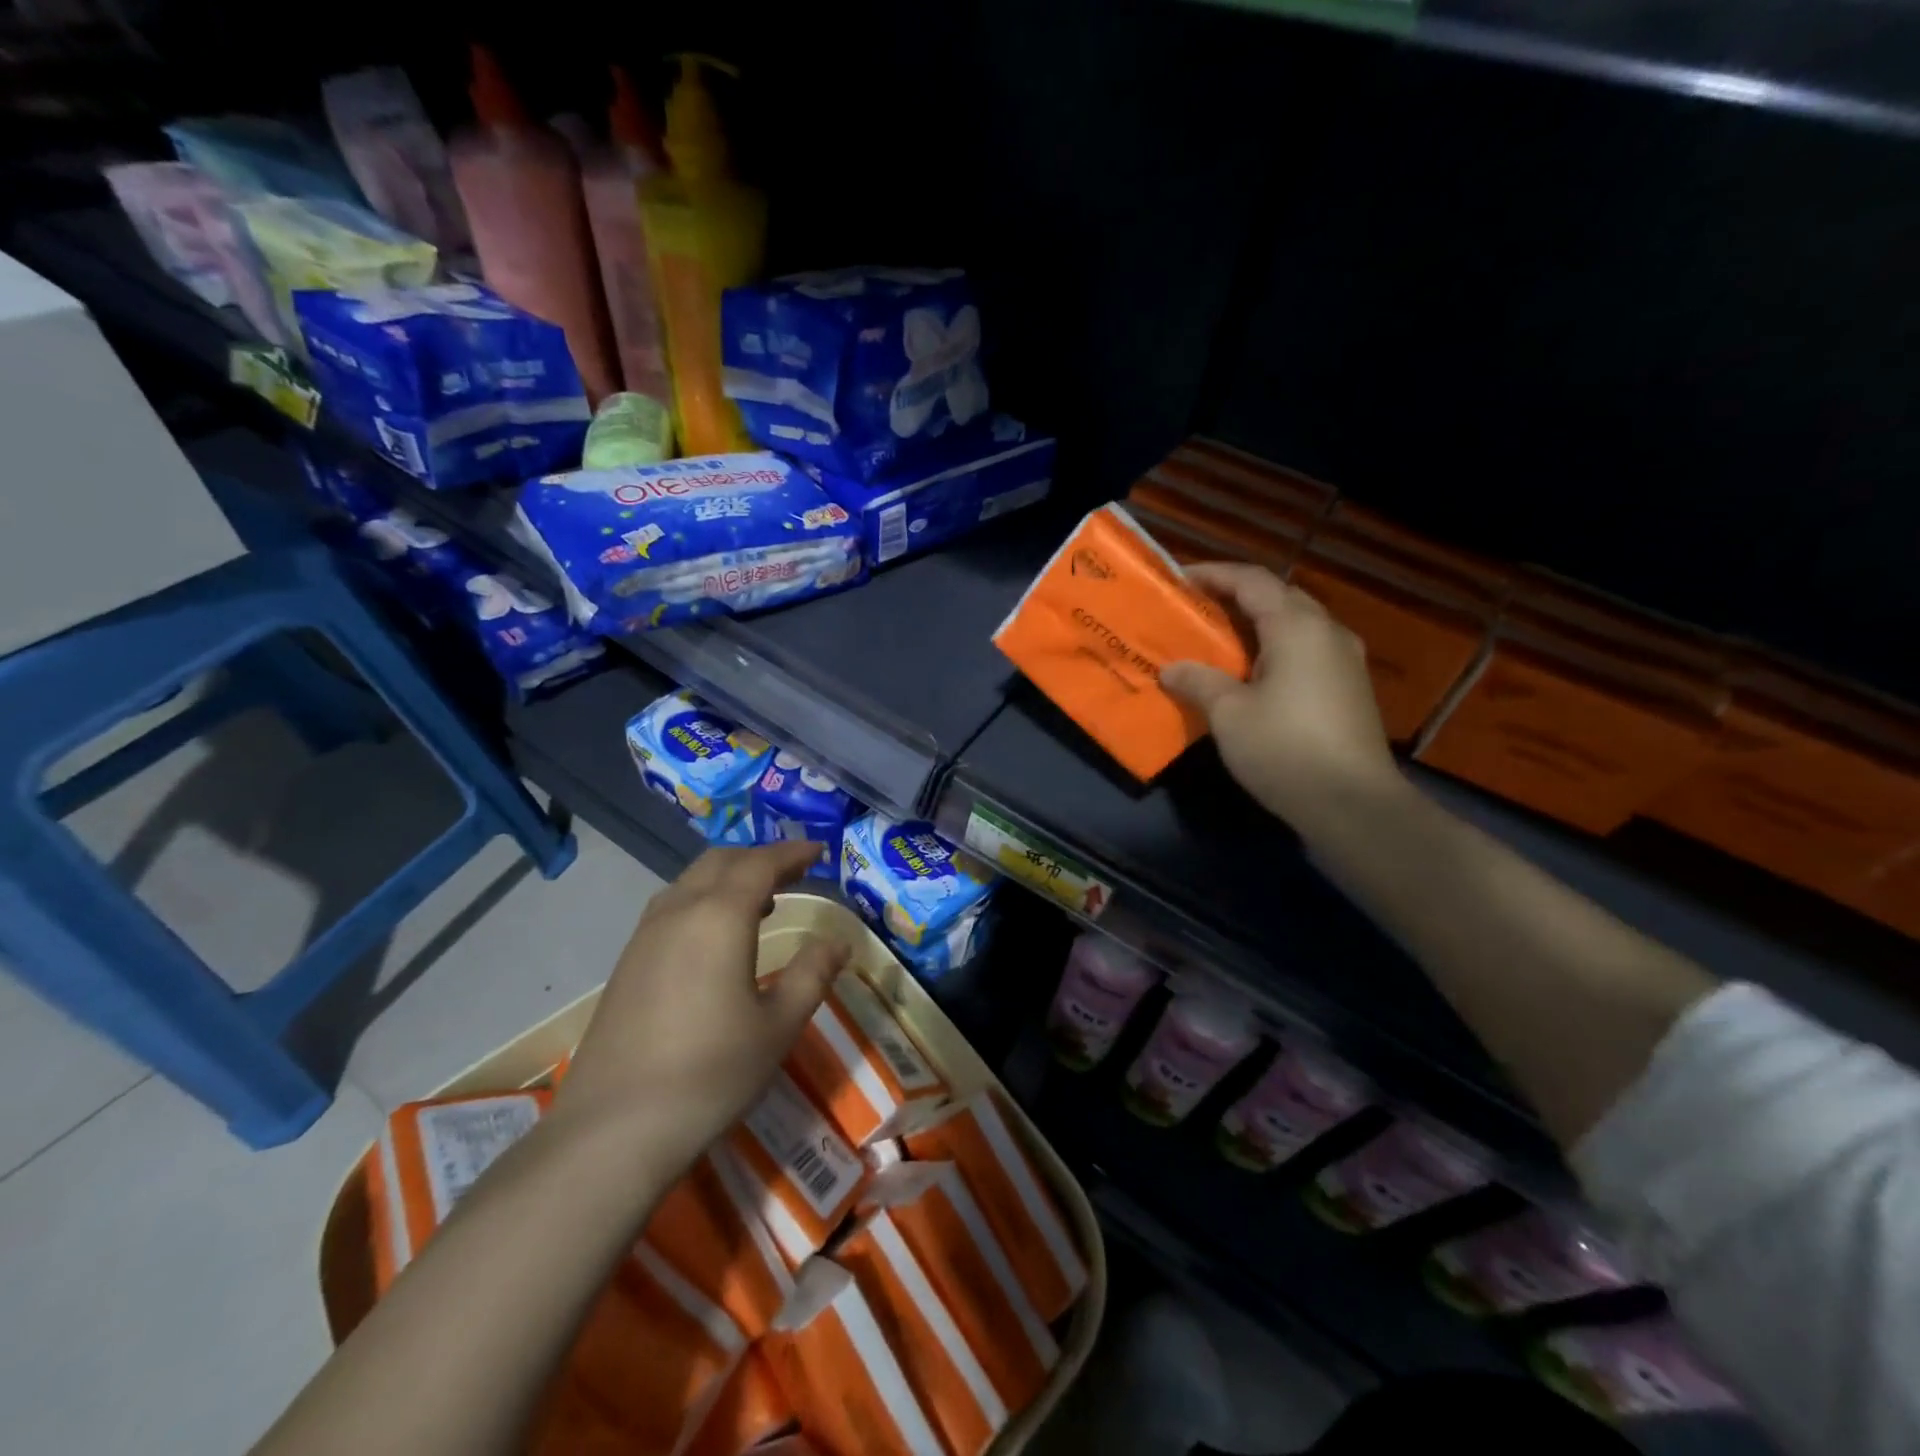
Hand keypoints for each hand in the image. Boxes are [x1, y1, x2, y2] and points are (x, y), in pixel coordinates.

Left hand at [556, 841, 848, 1173]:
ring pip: (690, 881)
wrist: (613, 1129)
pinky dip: (703, 900)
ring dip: (728, 878)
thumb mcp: (778, 1026)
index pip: (760, 864)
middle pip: (720, 861)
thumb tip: (836, 942)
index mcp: (719, 916)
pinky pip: (671, 907)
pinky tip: (715, 938)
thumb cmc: (711, 1073)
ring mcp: (645, 936)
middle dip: (759, 858)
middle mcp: (679, 911)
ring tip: (761, 902)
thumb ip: (812, 975)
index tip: (818, 851)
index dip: (792, 853)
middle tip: (793, 872)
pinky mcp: (627, 963)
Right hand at [1162, 562, 1402, 834]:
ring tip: (1219, 640)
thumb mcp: (1228, 714)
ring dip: (1257, 624)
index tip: (1179, 581)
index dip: (1214, 574)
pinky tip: (1252, 674)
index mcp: (1297, 626)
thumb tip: (1172, 669)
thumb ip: (1198, 681)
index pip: (1252, 580)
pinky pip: (1306, 650)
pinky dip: (1274, 648)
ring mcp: (1345, 661)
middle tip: (1197, 610)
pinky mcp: (1349, 688)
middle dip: (1236, 596)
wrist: (1352, 804)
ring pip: (1295, 624)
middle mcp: (1327, 632)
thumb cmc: (1284, 749)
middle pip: (1278, 596)